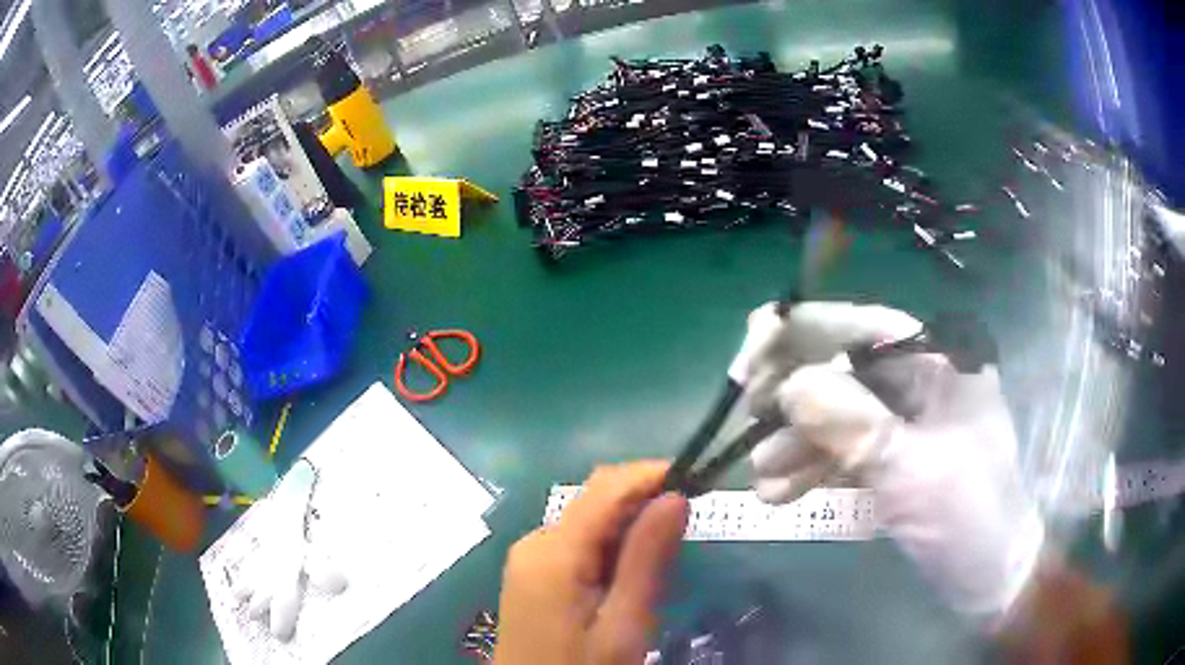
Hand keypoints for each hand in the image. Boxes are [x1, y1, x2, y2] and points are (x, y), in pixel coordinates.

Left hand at [495, 462, 688, 663]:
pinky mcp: (531, 570)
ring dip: (627, 522)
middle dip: (642, 499)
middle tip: (686, 523)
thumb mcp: (624, 623)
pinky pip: (575, 540)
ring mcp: (528, 555)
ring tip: (664, 548)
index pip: (605, 487)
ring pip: (587, 518)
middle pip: (594, 499)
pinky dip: (607, 541)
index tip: (696, 479)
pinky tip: (628, 567)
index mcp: (553, 551)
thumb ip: (646, 559)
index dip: (650, 474)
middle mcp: (534, 540)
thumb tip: (674, 496)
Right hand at [740, 301, 1045, 619]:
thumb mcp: (913, 472)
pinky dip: (810, 468)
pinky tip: (778, 493)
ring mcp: (903, 423)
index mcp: (941, 364)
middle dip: (793, 397)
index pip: (863, 328)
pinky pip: (842, 450)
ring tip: (761, 479)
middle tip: (749, 422)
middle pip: (842, 369)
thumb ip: (854, 426)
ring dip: (795, 442)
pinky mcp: (891, 459)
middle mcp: (920, 382)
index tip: (750, 359)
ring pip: (836, 414)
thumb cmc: (969, 519)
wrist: (989, 579)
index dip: (802, 333)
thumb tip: (789, 385)